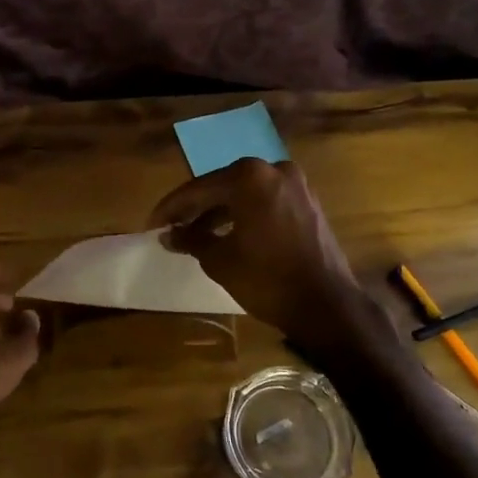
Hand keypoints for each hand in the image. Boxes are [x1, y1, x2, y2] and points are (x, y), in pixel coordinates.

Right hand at [148, 158, 371, 345]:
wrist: (326, 306)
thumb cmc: (267, 279)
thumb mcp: (220, 260)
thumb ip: (191, 240)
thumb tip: (169, 235)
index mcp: (250, 177)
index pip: (199, 189)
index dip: (171, 208)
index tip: (151, 224)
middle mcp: (274, 170)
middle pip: (223, 186)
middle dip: (195, 208)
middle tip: (171, 227)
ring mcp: (296, 186)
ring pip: (245, 195)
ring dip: (219, 213)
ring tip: (194, 235)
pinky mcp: (308, 204)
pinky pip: (266, 203)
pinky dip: (244, 215)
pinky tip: (226, 235)